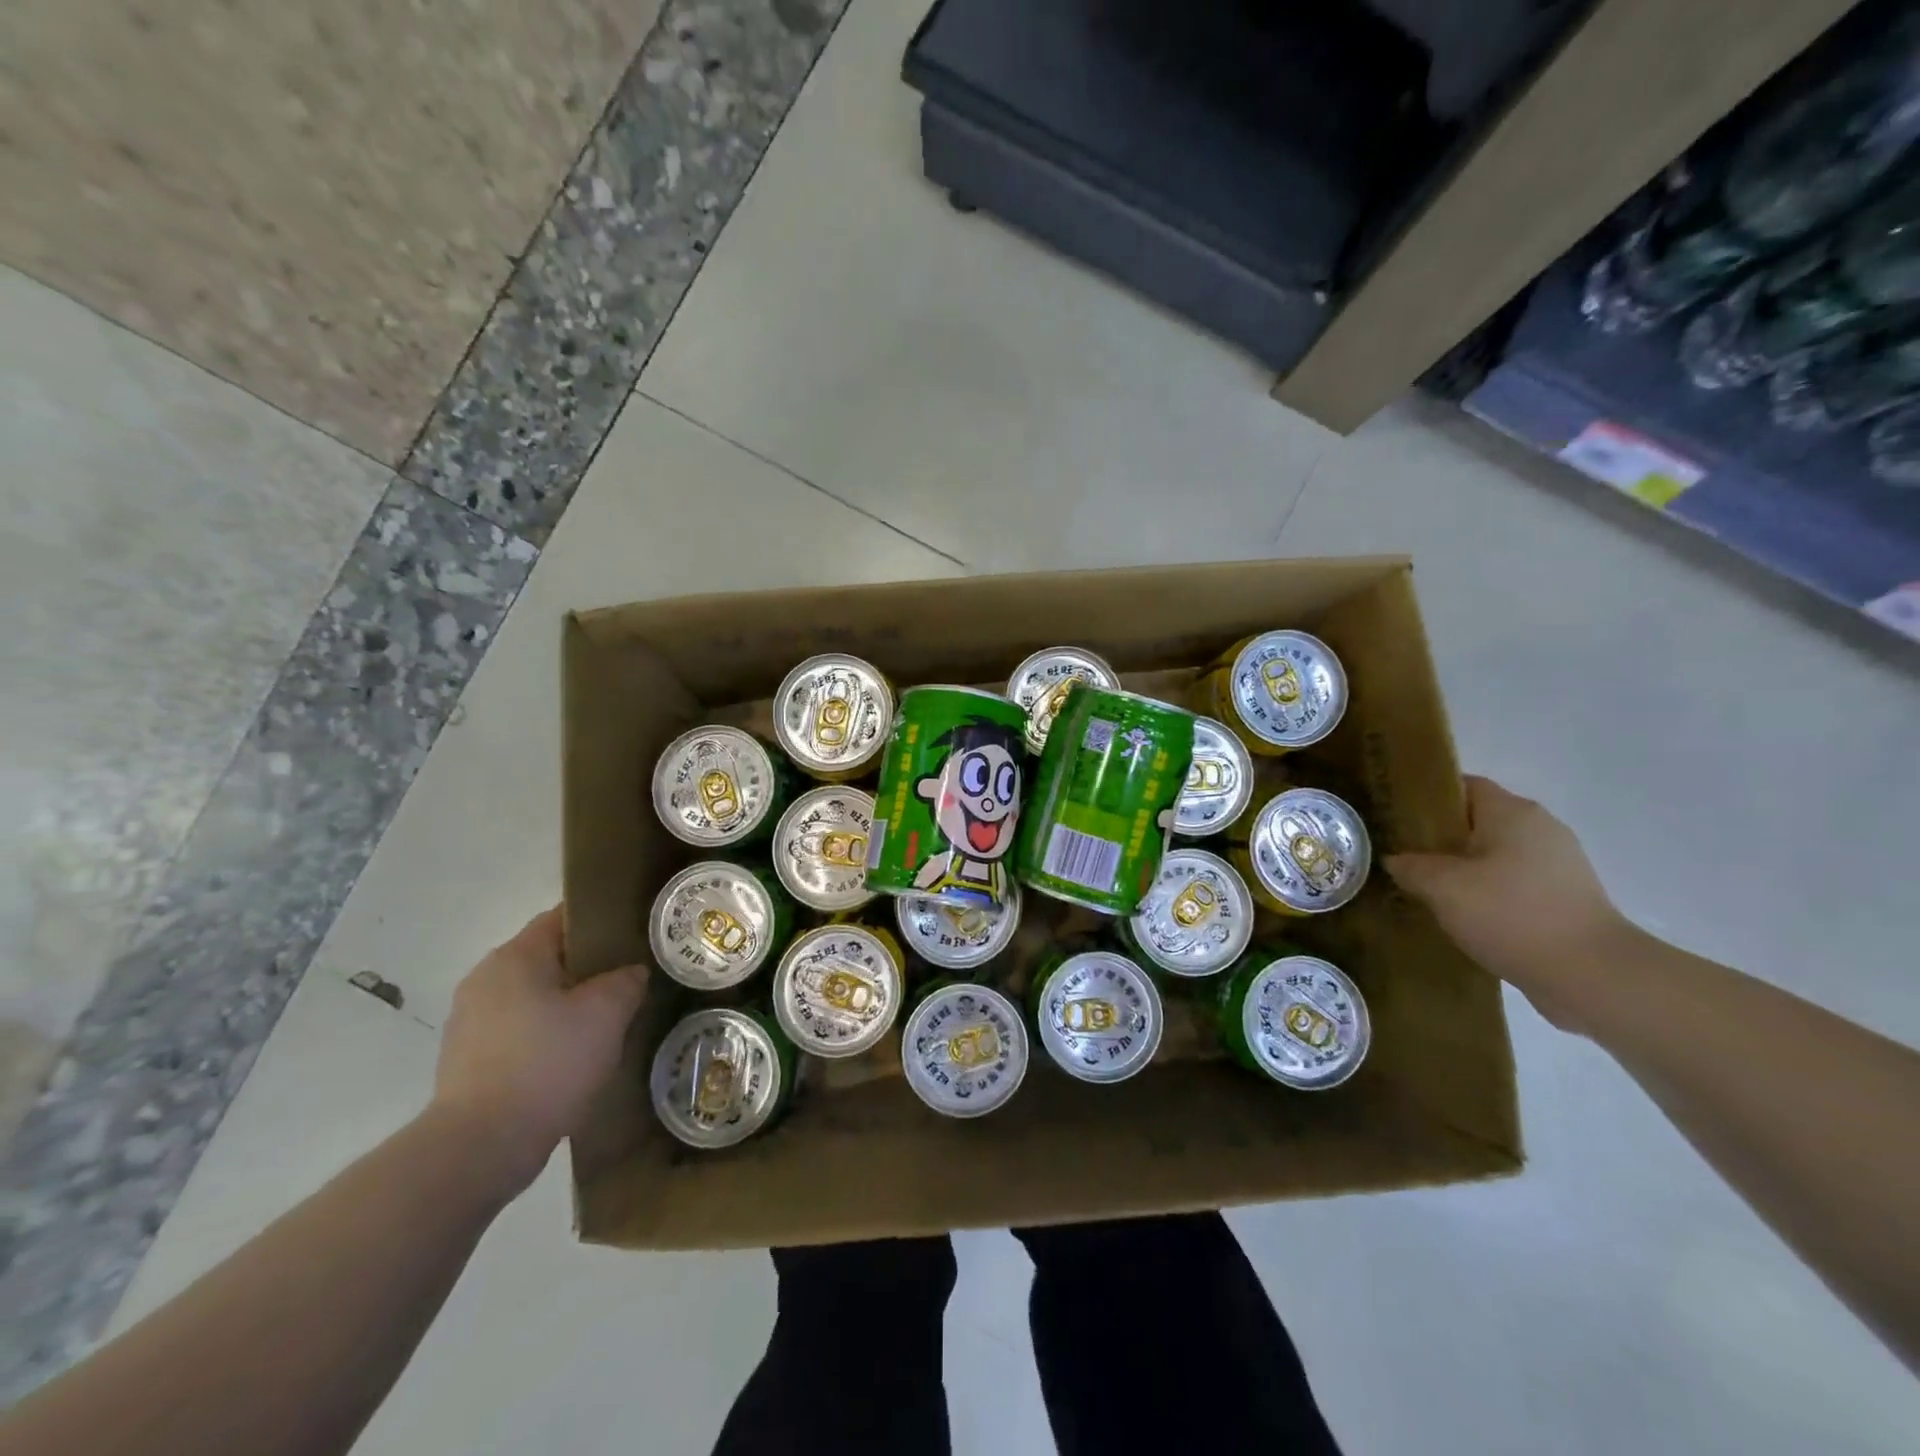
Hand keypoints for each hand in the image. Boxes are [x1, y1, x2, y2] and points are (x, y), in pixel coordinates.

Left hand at [430, 908, 646, 1193]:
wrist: (480, 1148)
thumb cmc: (547, 1064)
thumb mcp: (607, 1014)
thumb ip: (626, 981)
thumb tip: (631, 973)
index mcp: (515, 956)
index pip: (563, 918)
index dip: (602, 922)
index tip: (634, 937)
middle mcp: (485, 979)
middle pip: (548, 958)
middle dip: (588, 968)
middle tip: (629, 983)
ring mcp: (470, 1021)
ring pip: (534, 997)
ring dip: (567, 1005)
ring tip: (605, 1024)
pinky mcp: (467, 1060)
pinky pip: (518, 1031)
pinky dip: (545, 1036)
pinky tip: (572, 1059)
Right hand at [1385, 776, 1637, 1030]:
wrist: (1593, 976)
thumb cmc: (1511, 915)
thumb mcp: (1442, 888)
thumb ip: (1411, 867)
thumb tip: (1398, 861)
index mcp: (1512, 812)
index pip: (1461, 786)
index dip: (1425, 798)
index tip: (1395, 819)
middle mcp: (1540, 827)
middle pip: (1478, 820)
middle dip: (1440, 836)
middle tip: (1403, 856)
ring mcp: (1559, 863)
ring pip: (1496, 853)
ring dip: (1464, 866)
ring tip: (1429, 889)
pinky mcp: (1567, 896)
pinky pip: (1514, 881)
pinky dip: (1488, 890)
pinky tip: (1465, 914)